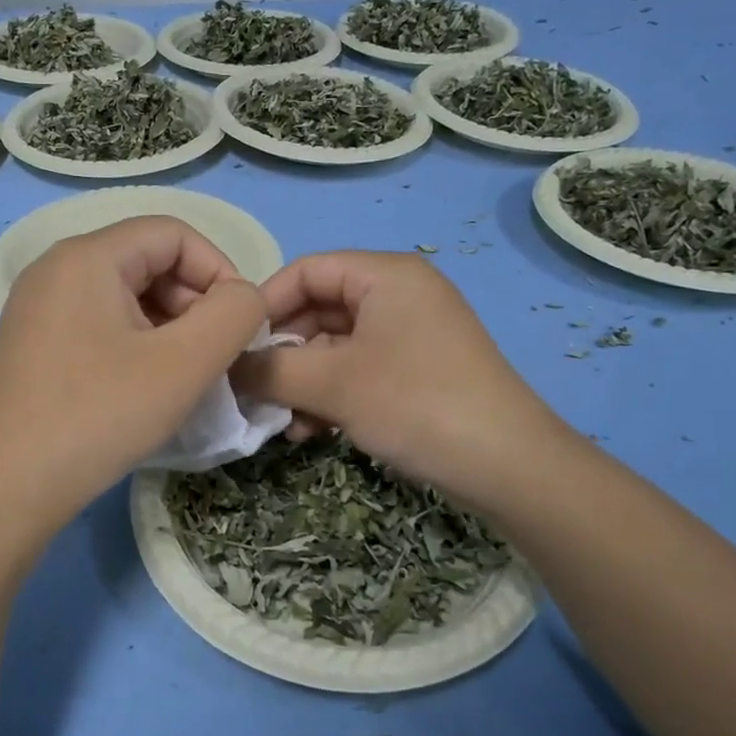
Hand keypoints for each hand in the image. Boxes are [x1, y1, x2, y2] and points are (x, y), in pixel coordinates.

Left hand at [0, 216, 264, 536]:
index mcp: (88, 257)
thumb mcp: (184, 364)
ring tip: (186, 379)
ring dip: (169, 329)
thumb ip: (234, 315)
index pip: (174, 234)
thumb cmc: (97, 417)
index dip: (220, 270)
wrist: (1, 491)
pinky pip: (100, 324)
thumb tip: (244, 297)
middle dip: (195, 303)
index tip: (239, 326)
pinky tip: (146, 389)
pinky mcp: (32, 345)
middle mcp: (56, 269)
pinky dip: (137, 346)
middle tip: (215, 359)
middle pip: (149, 262)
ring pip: (126, 297)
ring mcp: (38, 308)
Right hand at [233, 252, 569, 511]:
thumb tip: (227, 367)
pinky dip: (332, 395)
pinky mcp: (419, 371)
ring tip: (284, 423)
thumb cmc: (415, 403)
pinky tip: (313, 432)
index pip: (307, 270)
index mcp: (385, 275)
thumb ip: (271, 370)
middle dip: (283, 352)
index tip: (234, 345)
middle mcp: (399, 295)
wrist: (507, 465)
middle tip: (255, 390)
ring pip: (336, 347)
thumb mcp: (332, 384)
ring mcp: (412, 334)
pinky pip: (360, 370)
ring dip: (303, 382)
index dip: (265, 304)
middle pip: (319, 310)